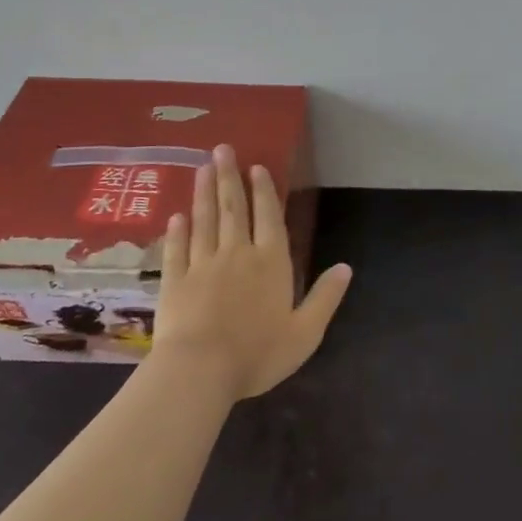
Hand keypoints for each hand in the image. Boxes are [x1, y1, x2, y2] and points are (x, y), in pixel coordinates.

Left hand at [149, 145, 351, 401]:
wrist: (199, 372)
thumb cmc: (257, 353)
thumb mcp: (305, 332)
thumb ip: (325, 297)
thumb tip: (346, 267)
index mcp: (271, 263)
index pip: (268, 217)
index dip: (263, 191)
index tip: (256, 166)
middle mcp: (237, 254)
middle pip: (233, 209)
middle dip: (229, 177)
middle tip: (222, 148)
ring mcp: (202, 265)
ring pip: (204, 220)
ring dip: (204, 193)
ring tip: (203, 168)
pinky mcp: (174, 281)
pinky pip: (176, 249)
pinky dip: (177, 231)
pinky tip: (176, 216)